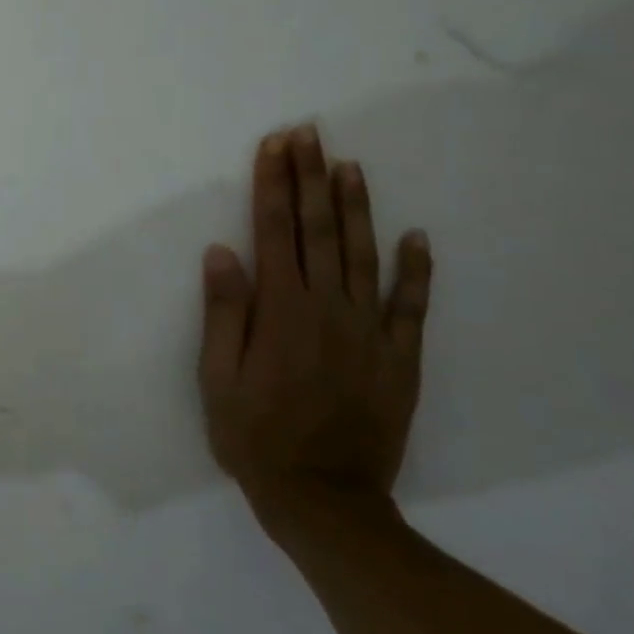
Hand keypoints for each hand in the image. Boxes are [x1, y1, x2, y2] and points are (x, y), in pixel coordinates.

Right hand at [198, 126, 432, 524]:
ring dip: (357, 206)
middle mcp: (327, 308)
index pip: (274, 231)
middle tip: (309, 133)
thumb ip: (224, 312)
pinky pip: (411, 306)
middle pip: (319, 230)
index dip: (272, 184)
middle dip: (310, 177)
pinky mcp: (399, 357)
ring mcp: (369, 331)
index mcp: (280, 310)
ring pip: (365, 254)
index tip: (274, 145)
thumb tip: (221, 252)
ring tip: (349, 165)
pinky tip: (416, 237)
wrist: (323, 499)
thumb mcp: (217, 378)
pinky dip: (415, 269)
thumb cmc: (254, 436)